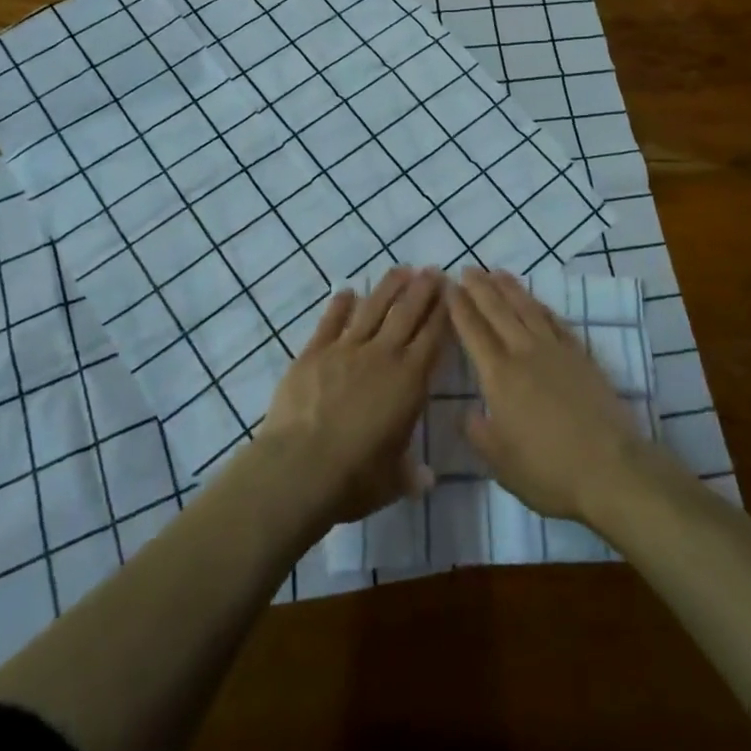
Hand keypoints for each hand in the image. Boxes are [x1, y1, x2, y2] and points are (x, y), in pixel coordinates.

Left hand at [258, 266, 448, 525]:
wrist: (299, 468)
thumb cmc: (354, 477)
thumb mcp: (392, 481)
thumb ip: (410, 474)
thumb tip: (426, 480)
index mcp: (409, 381)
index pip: (433, 337)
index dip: (443, 313)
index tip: (451, 292)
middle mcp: (382, 355)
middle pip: (407, 313)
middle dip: (422, 289)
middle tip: (433, 269)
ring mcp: (346, 349)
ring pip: (373, 308)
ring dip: (389, 287)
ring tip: (401, 269)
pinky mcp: (314, 352)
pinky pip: (331, 321)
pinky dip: (340, 304)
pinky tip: (347, 291)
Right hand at [449, 269, 646, 522]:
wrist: (610, 468)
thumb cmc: (548, 471)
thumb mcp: (500, 463)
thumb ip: (478, 433)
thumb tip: (466, 412)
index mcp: (499, 376)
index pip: (473, 332)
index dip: (459, 307)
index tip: (448, 286)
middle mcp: (524, 353)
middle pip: (498, 311)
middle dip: (480, 288)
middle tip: (468, 268)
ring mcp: (555, 351)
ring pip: (528, 309)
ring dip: (510, 288)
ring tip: (497, 272)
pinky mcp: (581, 356)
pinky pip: (556, 321)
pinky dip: (541, 306)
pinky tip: (536, 301)